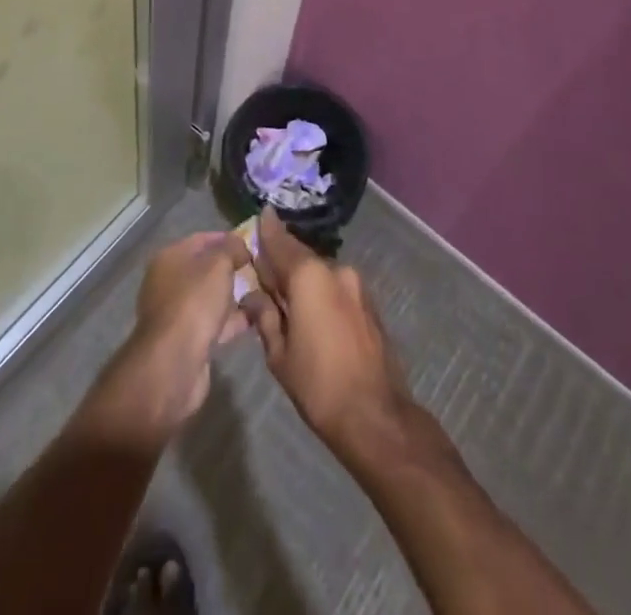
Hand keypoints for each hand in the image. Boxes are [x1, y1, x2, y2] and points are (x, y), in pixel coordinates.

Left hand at [110, 232, 252, 436]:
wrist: (174, 363)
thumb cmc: (195, 302)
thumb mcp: (219, 264)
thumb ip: (232, 249)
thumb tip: (240, 246)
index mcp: (169, 258)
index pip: (202, 239)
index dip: (228, 239)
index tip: (253, 244)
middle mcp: (168, 282)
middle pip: (206, 269)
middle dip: (233, 268)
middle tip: (261, 269)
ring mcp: (176, 313)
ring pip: (211, 297)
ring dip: (234, 296)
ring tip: (264, 293)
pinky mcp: (187, 340)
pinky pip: (214, 322)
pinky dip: (232, 320)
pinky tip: (256, 318)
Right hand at [240, 209, 410, 460]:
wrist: (376, 416)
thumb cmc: (319, 385)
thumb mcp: (279, 354)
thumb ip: (265, 317)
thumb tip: (253, 296)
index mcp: (309, 275)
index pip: (280, 242)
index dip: (268, 230)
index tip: (260, 214)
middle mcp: (334, 269)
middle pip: (300, 257)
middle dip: (282, 262)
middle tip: (262, 273)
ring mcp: (356, 285)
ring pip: (319, 273)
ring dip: (302, 279)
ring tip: (284, 299)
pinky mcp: (368, 302)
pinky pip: (335, 287)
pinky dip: (320, 291)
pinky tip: (310, 312)